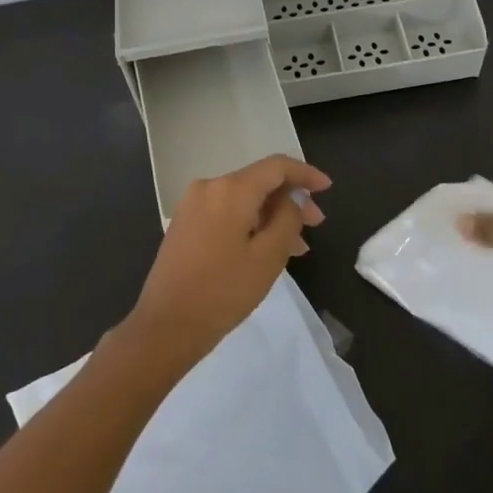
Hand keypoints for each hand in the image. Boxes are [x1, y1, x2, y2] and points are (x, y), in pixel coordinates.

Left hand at [126, 154, 331, 370]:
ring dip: (271, 215)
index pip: (276, 166)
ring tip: (296, 246)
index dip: (305, 173)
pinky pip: (227, 211)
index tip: (327, 188)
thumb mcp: (268, 257)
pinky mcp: (185, 222)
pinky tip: (266, 247)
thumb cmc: (223, 291)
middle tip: (316, 225)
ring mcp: (193, 204)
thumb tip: (292, 200)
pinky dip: (251, 222)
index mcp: (230, 189)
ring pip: (244, 199)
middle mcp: (209, 186)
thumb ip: (288, 219)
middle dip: (290, 199)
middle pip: (259, 181)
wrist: (165, 326)